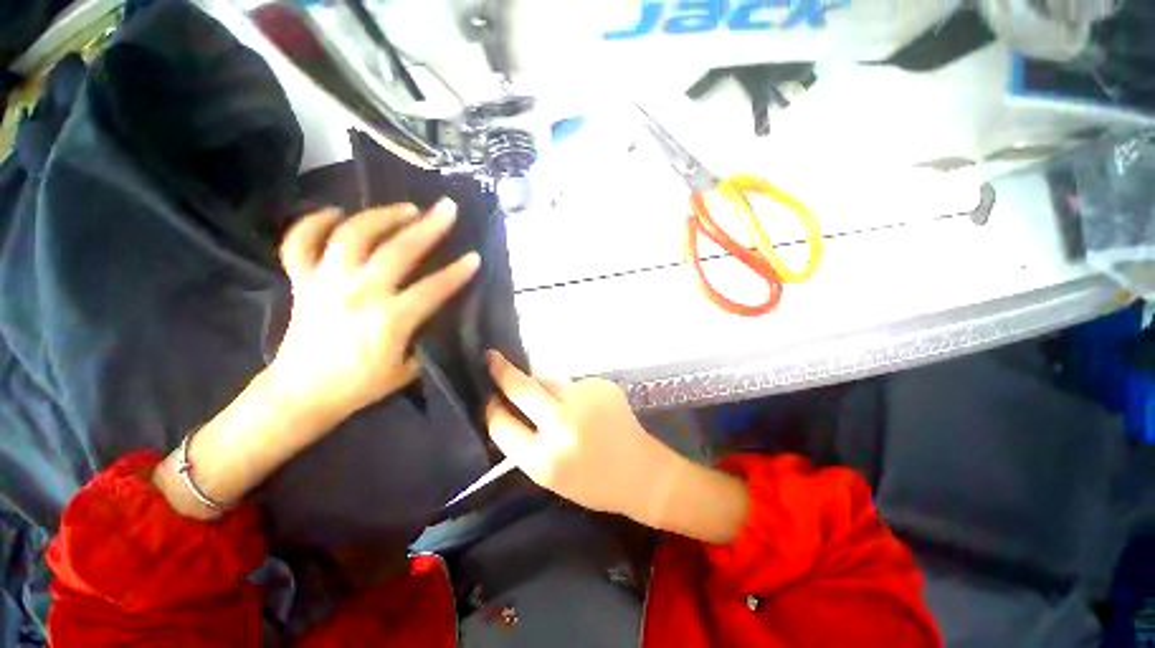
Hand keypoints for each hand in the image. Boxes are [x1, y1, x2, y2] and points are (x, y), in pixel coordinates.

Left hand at [269, 199, 478, 423]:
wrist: (301, 394)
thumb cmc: (360, 386)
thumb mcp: (407, 369)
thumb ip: (424, 337)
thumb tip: (436, 312)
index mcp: (388, 320)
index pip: (432, 289)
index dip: (457, 273)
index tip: (475, 257)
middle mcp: (357, 293)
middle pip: (397, 251)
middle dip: (428, 228)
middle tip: (447, 209)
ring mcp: (325, 283)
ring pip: (352, 236)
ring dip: (382, 216)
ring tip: (406, 208)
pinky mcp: (301, 282)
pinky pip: (299, 243)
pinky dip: (314, 222)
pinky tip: (336, 213)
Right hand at [484, 351, 687, 526]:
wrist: (641, 472)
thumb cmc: (591, 482)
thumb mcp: (549, 474)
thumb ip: (525, 441)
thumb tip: (506, 403)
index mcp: (544, 460)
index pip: (502, 425)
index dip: (492, 409)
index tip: (488, 397)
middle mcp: (562, 425)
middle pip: (522, 388)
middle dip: (502, 371)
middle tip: (490, 357)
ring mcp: (585, 400)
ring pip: (548, 379)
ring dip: (541, 384)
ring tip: (554, 402)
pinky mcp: (602, 385)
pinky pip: (572, 383)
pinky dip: (571, 392)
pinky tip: (585, 408)